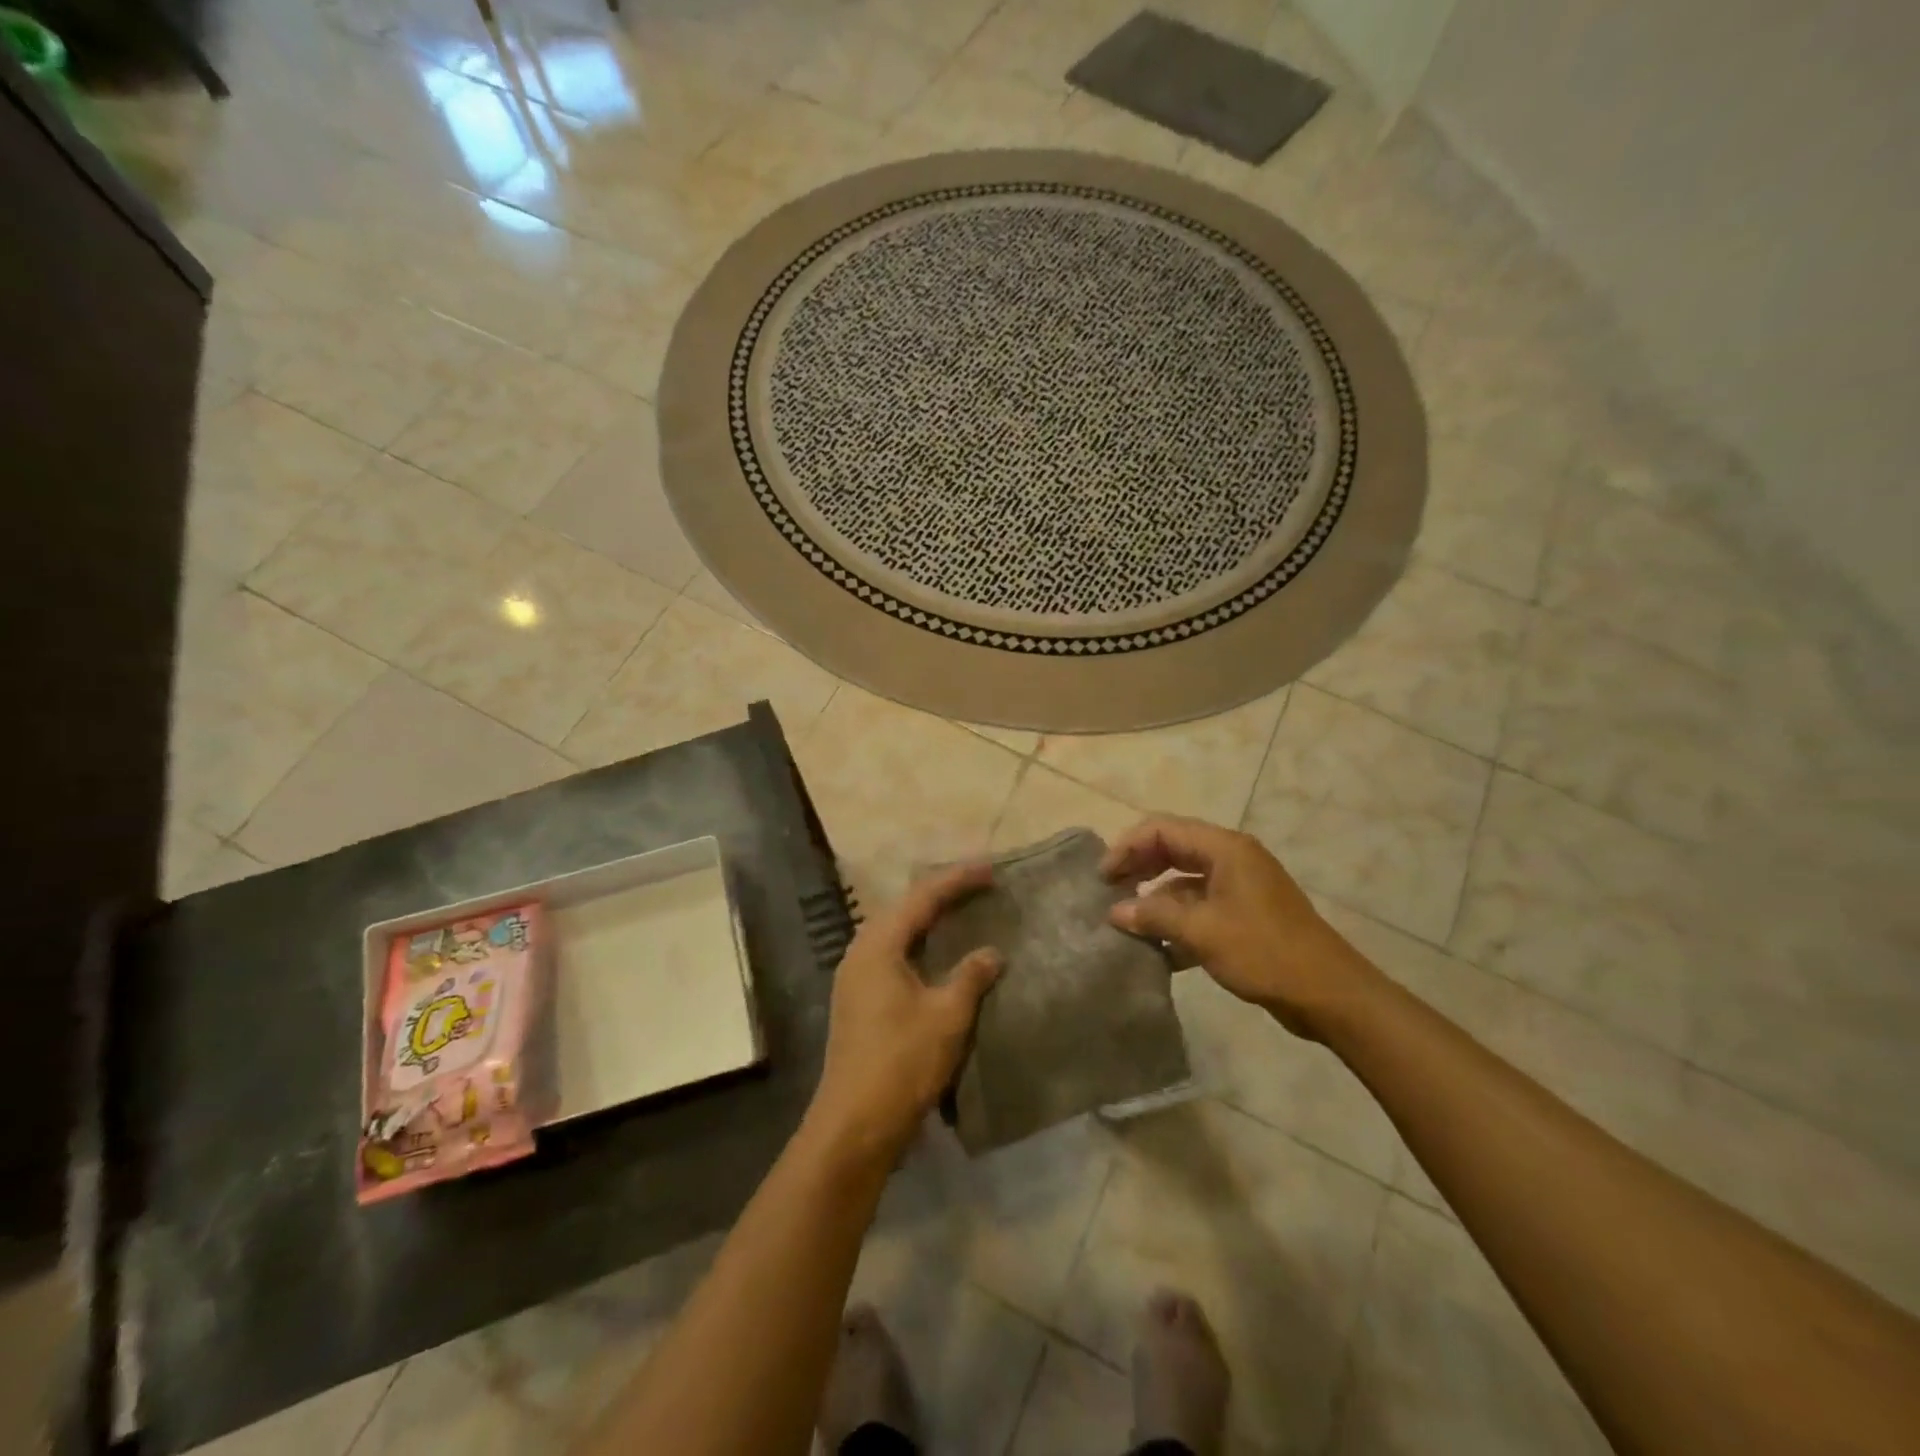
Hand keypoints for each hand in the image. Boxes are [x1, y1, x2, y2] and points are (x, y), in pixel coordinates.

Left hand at [806, 864, 1002, 1164]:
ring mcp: (855, 978)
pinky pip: (892, 955)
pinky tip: (939, 956)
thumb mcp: (946, 1016)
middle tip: (978, 885)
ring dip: (928, 920)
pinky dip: (919, 945)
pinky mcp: (858, 1001)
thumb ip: (970, 977)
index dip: (957, 880)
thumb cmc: (902, 1062)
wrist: (854, 1125)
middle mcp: (860, 953)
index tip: (990, 869)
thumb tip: (991, 952)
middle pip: (904, 909)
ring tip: (962, 912)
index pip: (922, 898)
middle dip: (941, 894)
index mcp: (878, 946)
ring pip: (896, 933)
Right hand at [1101, 816, 1380, 1039]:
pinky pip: (1200, 907)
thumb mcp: (1202, 931)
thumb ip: (1154, 916)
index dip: (1127, 847)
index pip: (1162, 829)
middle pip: (1172, 850)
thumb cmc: (1264, 952)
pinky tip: (1157, 949)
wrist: (1329, 994)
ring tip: (1127, 924)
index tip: (1103, 877)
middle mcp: (1231, 859)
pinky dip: (1177, 921)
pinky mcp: (1244, 916)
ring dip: (1155, 900)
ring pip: (1184, 881)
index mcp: (1224, 848)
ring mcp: (1239, 887)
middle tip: (1108, 894)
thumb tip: (1115, 912)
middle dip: (1138, 869)